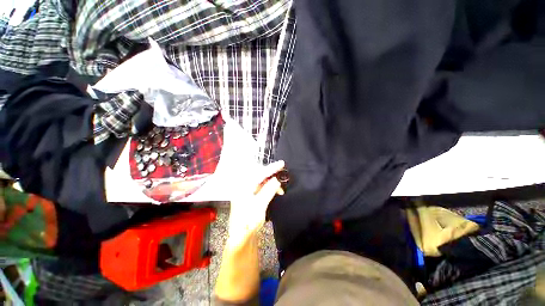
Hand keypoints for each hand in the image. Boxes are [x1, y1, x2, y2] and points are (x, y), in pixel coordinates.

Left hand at [227, 160, 284, 243]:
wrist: (241, 239)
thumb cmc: (248, 222)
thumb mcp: (260, 205)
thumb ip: (268, 190)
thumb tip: (276, 180)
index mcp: (244, 187)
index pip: (260, 173)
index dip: (272, 168)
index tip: (282, 163)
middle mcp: (244, 187)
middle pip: (260, 176)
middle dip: (272, 175)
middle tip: (282, 174)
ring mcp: (247, 193)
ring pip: (261, 183)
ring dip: (271, 184)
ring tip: (280, 190)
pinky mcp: (250, 198)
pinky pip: (261, 189)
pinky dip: (269, 190)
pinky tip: (275, 193)